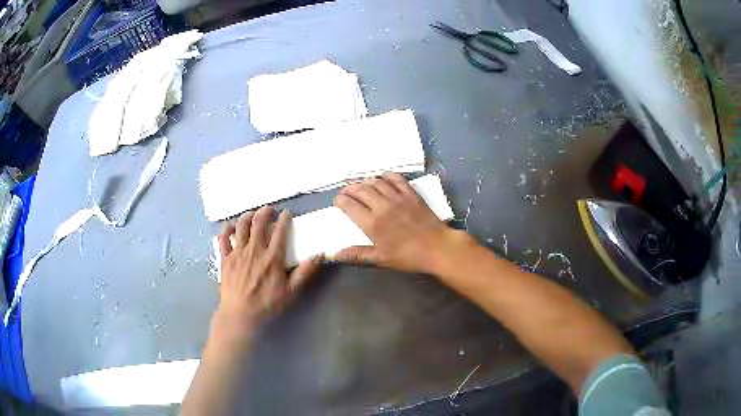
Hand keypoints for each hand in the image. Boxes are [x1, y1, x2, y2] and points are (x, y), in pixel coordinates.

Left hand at [212, 206, 323, 341]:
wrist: (240, 314)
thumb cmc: (266, 303)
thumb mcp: (290, 291)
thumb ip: (305, 272)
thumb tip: (320, 255)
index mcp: (272, 257)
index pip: (280, 231)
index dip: (284, 218)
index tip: (287, 213)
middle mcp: (254, 250)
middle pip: (259, 222)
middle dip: (265, 211)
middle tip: (269, 209)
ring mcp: (237, 253)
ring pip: (241, 226)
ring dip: (247, 216)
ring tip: (252, 214)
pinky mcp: (225, 258)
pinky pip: (223, 238)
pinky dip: (227, 229)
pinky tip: (231, 226)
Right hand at [333, 172, 473, 274]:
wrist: (437, 247)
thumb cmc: (408, 256)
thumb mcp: (380, 259)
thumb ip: (357, 254)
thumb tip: (334, 254)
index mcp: (372, 224)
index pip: (350, 206)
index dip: (340, 201)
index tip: (337, 201)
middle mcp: (382, 206)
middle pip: (360, 190)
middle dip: (349, 188)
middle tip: (345, 191)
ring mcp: (397, 197)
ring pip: (376, 182)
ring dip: (365, 181)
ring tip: (360, 184)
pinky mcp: (411, 193)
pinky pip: (396, 178)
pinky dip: (386, 175)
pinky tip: (383, 177)